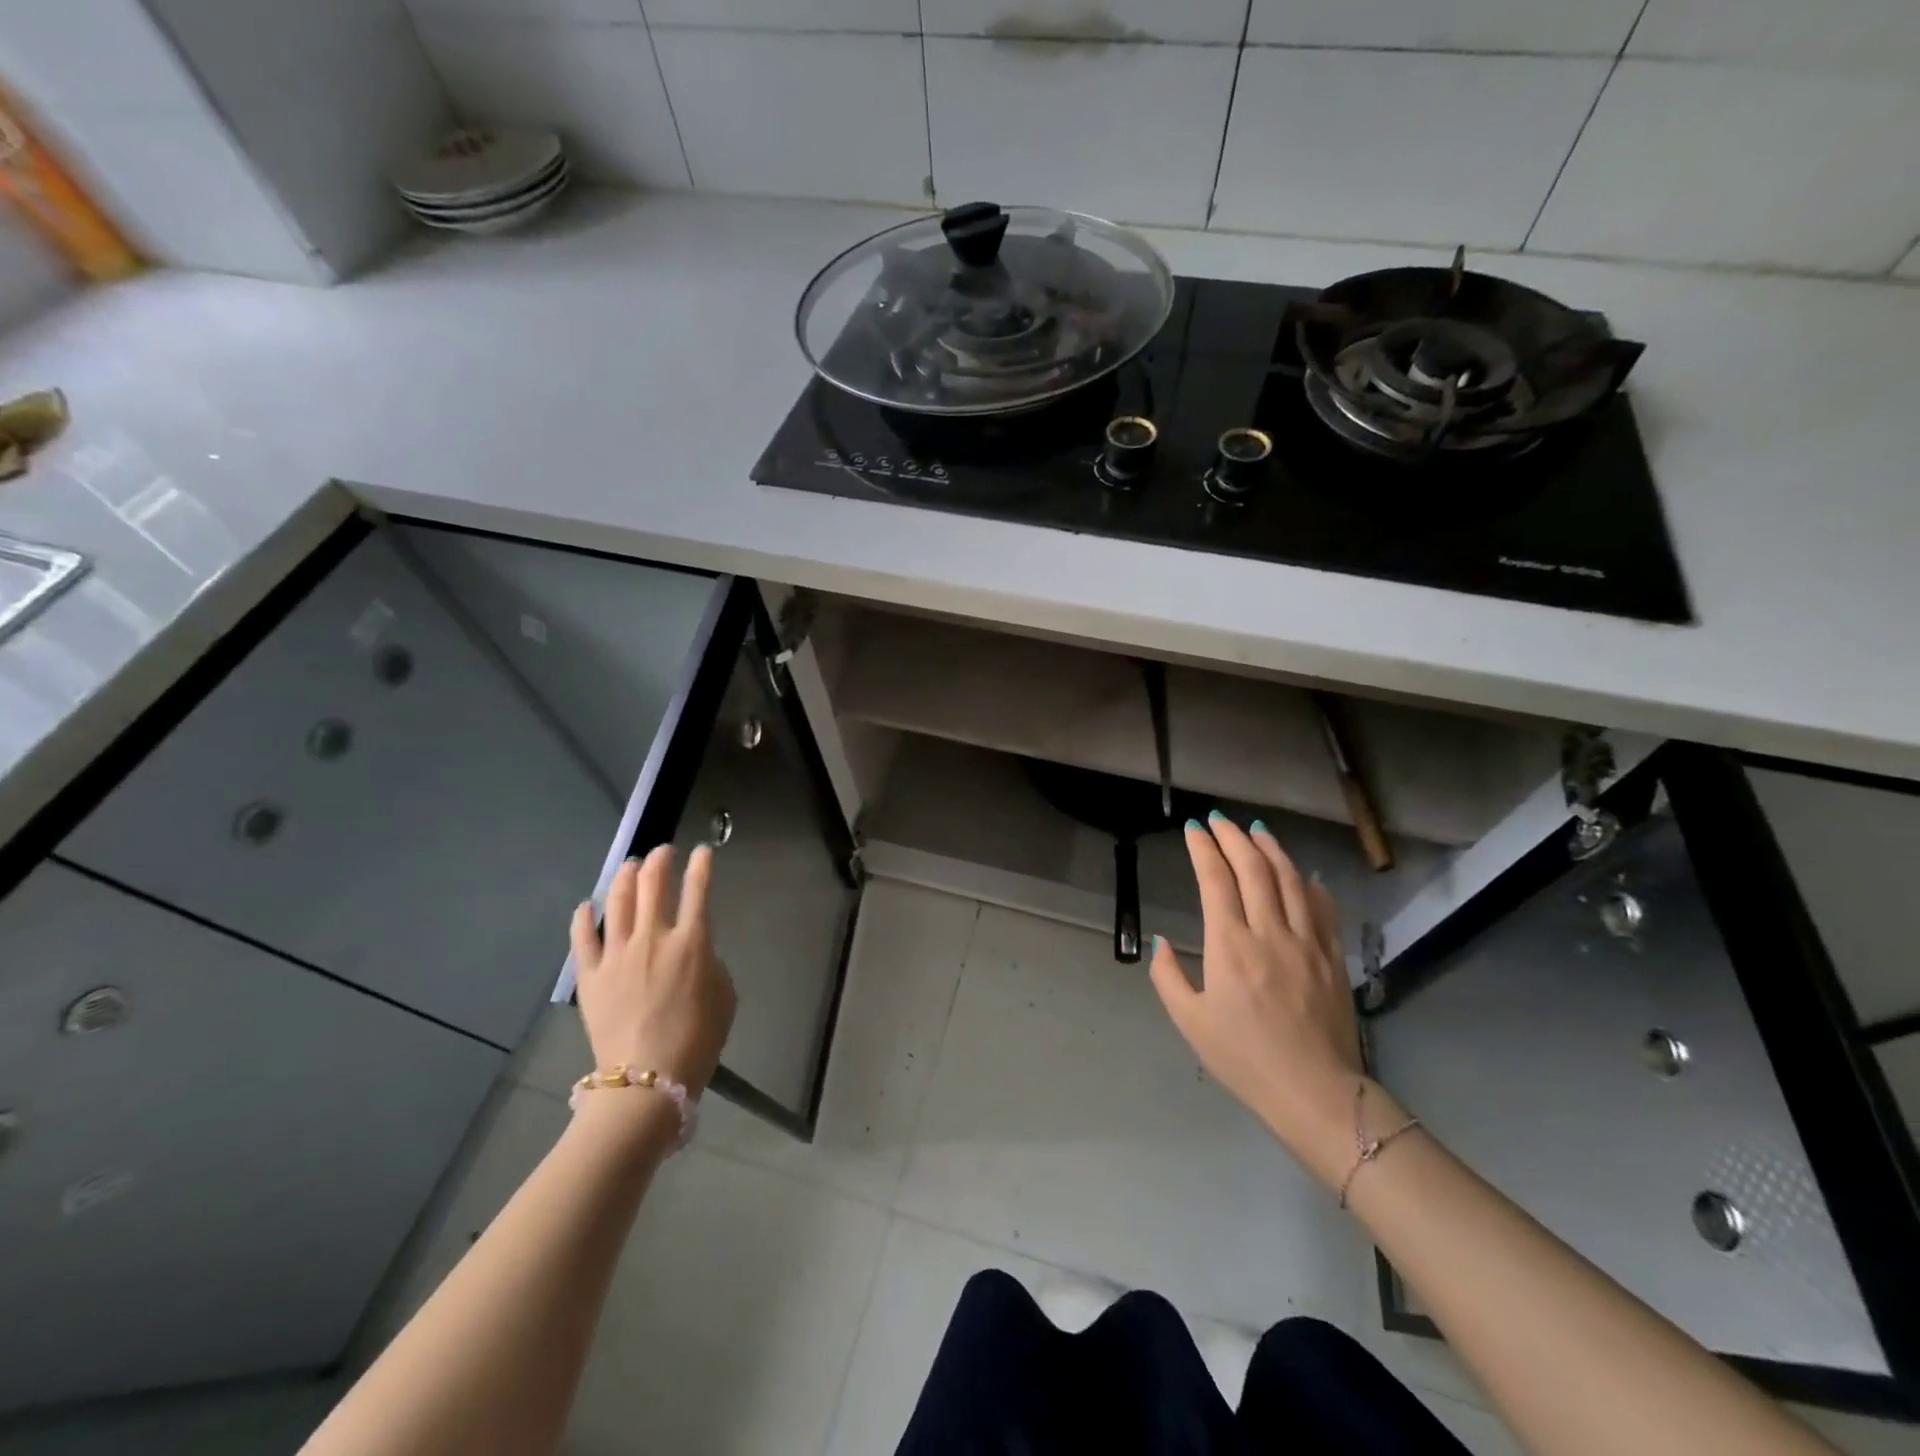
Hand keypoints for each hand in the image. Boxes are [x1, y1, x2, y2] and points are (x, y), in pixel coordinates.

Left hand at [570, 844, 736, 1097]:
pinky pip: (582, 937)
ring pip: (617, 900)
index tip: (703, 851)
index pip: (698, 889)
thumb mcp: (724, 995)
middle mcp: (653, 938)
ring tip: (630, 865)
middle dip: (660, 860)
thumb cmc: (697, 1040)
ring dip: (625, 876)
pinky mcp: (590, 975)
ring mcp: (617, 954)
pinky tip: (586, 905)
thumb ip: (710, 961)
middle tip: (663, 852)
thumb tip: (693, 950)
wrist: (647, 1080)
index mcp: (692, 943)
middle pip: (653, 884)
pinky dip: (583, 916)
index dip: (702, 865)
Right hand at [1149, 814, 1365, 1188]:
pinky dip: (1308, 883)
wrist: (1315, 1092)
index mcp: (1230, 946)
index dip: (1203, 849)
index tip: (1193, 829)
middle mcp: (1269, 932)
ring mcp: (1307, 941)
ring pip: (1290, 879)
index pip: (1216, 880)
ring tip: (1256, 829)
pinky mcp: (1332, 956)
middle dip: (1233, 837)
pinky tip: (1301, 873)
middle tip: (1219, 819)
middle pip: (1253, 868)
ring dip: (1271, 848)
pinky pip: (1322, 907)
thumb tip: (1162, 942)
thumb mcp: (1190, 1022)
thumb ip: (1168, 976)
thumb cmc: (1244, 1058)